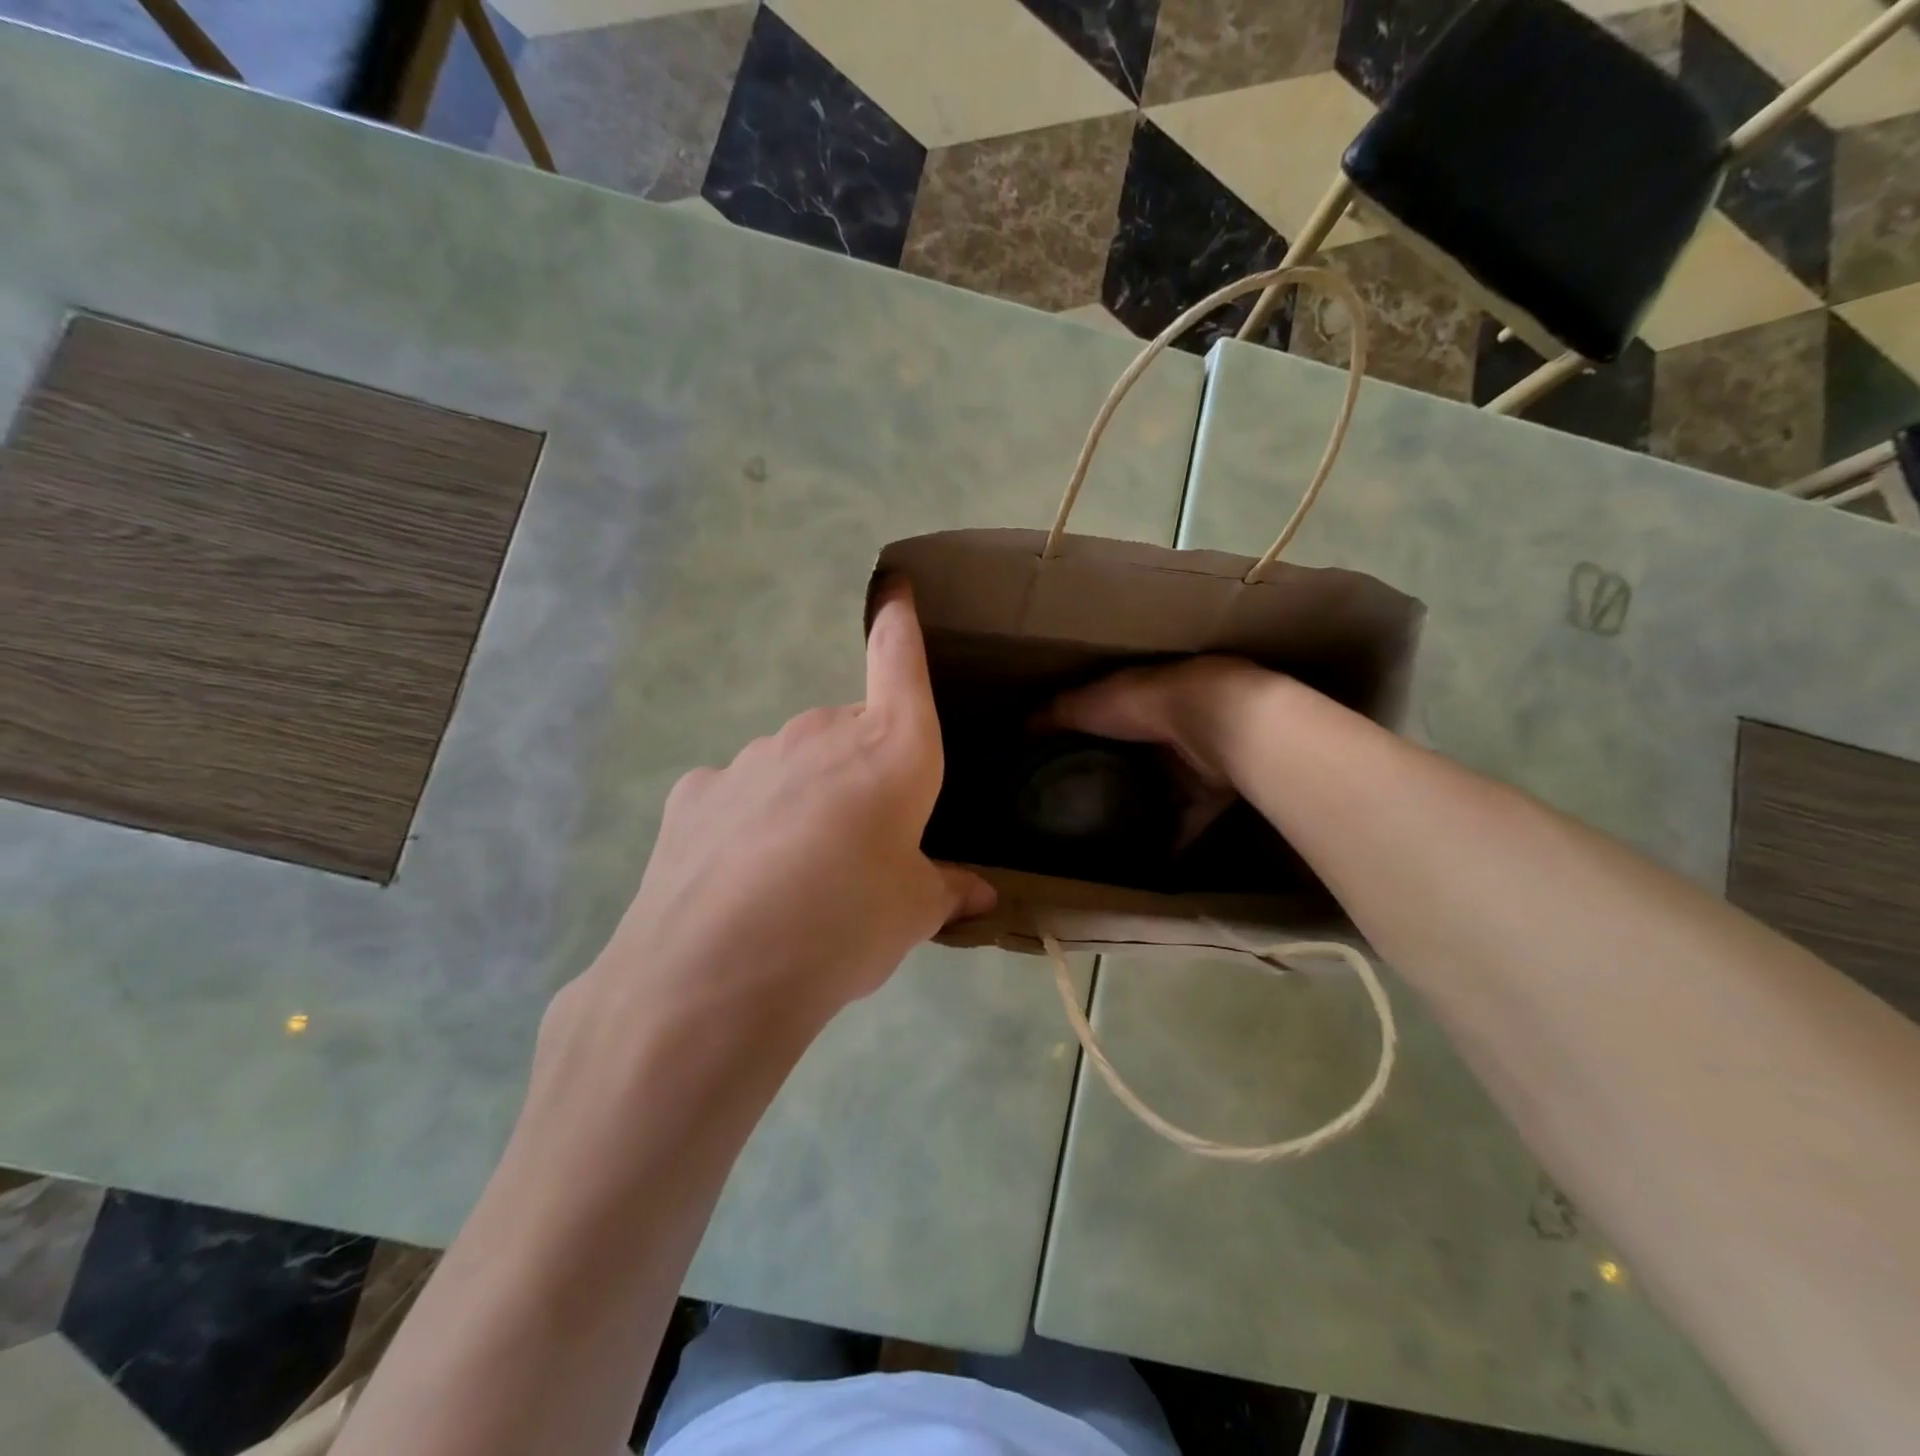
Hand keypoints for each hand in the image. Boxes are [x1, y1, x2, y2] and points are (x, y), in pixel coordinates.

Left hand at [571, 581, 994, 1044]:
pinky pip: (742, 794)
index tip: (895, 590)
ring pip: (796, 764)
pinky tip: (743, 877)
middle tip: (864, 844)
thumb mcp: (912, 914)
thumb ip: (946, 891)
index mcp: (890, 750)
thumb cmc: (845, 924)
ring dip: (808, 798)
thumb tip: (979, 894)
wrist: (717, 971)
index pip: (899, 664)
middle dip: (863, 773)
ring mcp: (752, 758)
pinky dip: (752, 820)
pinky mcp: (697, 791)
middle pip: (852, 733)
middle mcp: (820, 735)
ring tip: (799, 874)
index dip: (900, 625)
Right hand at [1046, 655, 1278, 842]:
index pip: (1108, 720)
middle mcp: (1168, 730)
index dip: (1088, 739)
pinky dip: (1169, 843)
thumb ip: (1058, 715)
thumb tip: (1022, 728)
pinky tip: (1145, 865)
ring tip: (1109, 841)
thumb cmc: (1145, 703)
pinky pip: (1187, 824)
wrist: (1217, 721)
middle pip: (1137, 761)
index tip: (1062, 764)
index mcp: (1139, 701)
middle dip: (1116, 781)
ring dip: (1143, 814)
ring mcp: (1194, 762)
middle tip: (1082, 810)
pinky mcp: (1212, 794)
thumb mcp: (1089, 704)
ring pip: (1162, 793)